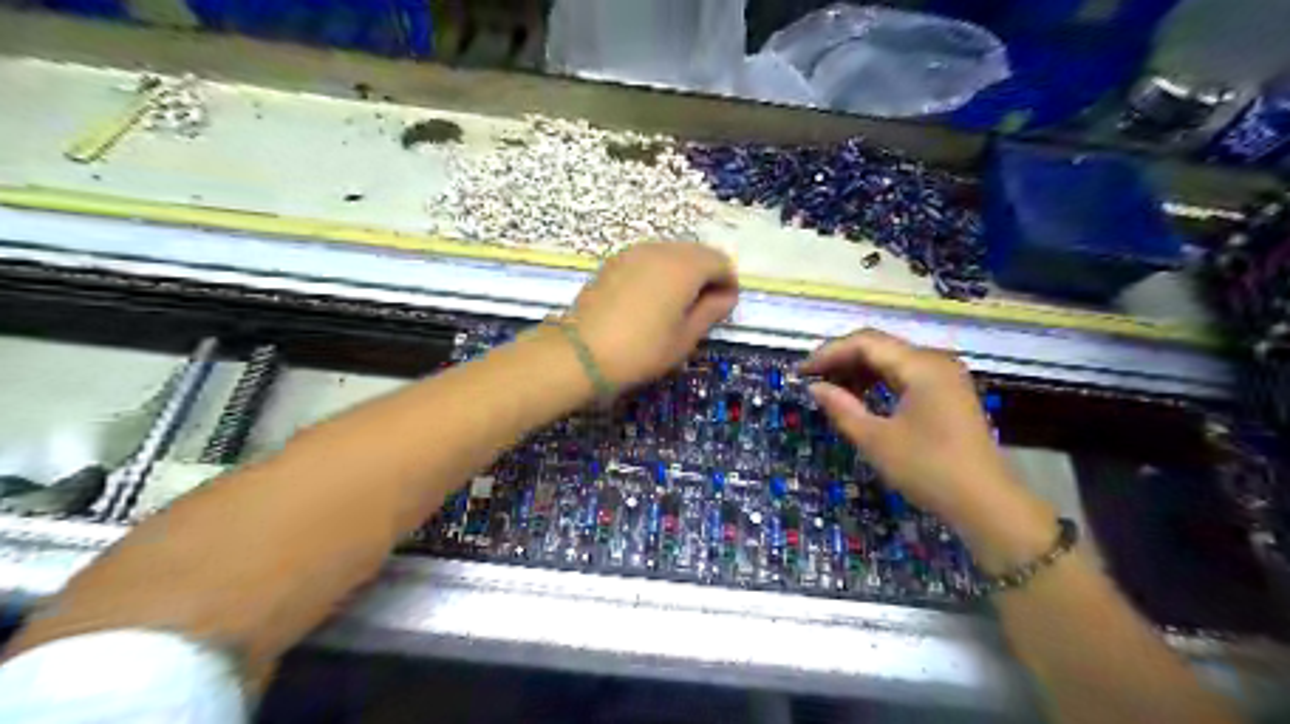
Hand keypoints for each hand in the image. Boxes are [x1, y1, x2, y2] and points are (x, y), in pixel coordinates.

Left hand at [572, 240, 740, 390]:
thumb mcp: (685, 337)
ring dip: (682, 273)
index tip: (723, 310)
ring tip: (675, 306)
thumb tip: (725, 296)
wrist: (582, 352)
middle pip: (697, 253)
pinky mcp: (614, 261)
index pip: (721, 262)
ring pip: (672, 253)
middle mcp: (662, 249)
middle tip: (701, 309)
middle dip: (706, 276)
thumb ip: (712, 311)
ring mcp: (634, 252)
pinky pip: (649, 259)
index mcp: (685, 266)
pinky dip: (659, 273)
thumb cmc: (642, 349)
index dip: (728, 284)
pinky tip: (650, 300)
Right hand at [802, 327, 1041, 542]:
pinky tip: (860, 398)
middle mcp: (934, 361)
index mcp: (920, 365)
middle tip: (811, 380)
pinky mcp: (947, 394)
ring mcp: (944, 377)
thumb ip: (841, 408)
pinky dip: (878, 383)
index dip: (828, 353)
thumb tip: (815, 387)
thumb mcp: (875, 440)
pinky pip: (905, 376)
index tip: (801, 372)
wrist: (987, 504)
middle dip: (842, 360)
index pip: (865, 342)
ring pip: (891, 361)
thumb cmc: (928, 469)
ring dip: (858, 371)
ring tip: (830, 389)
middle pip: (879, 346)